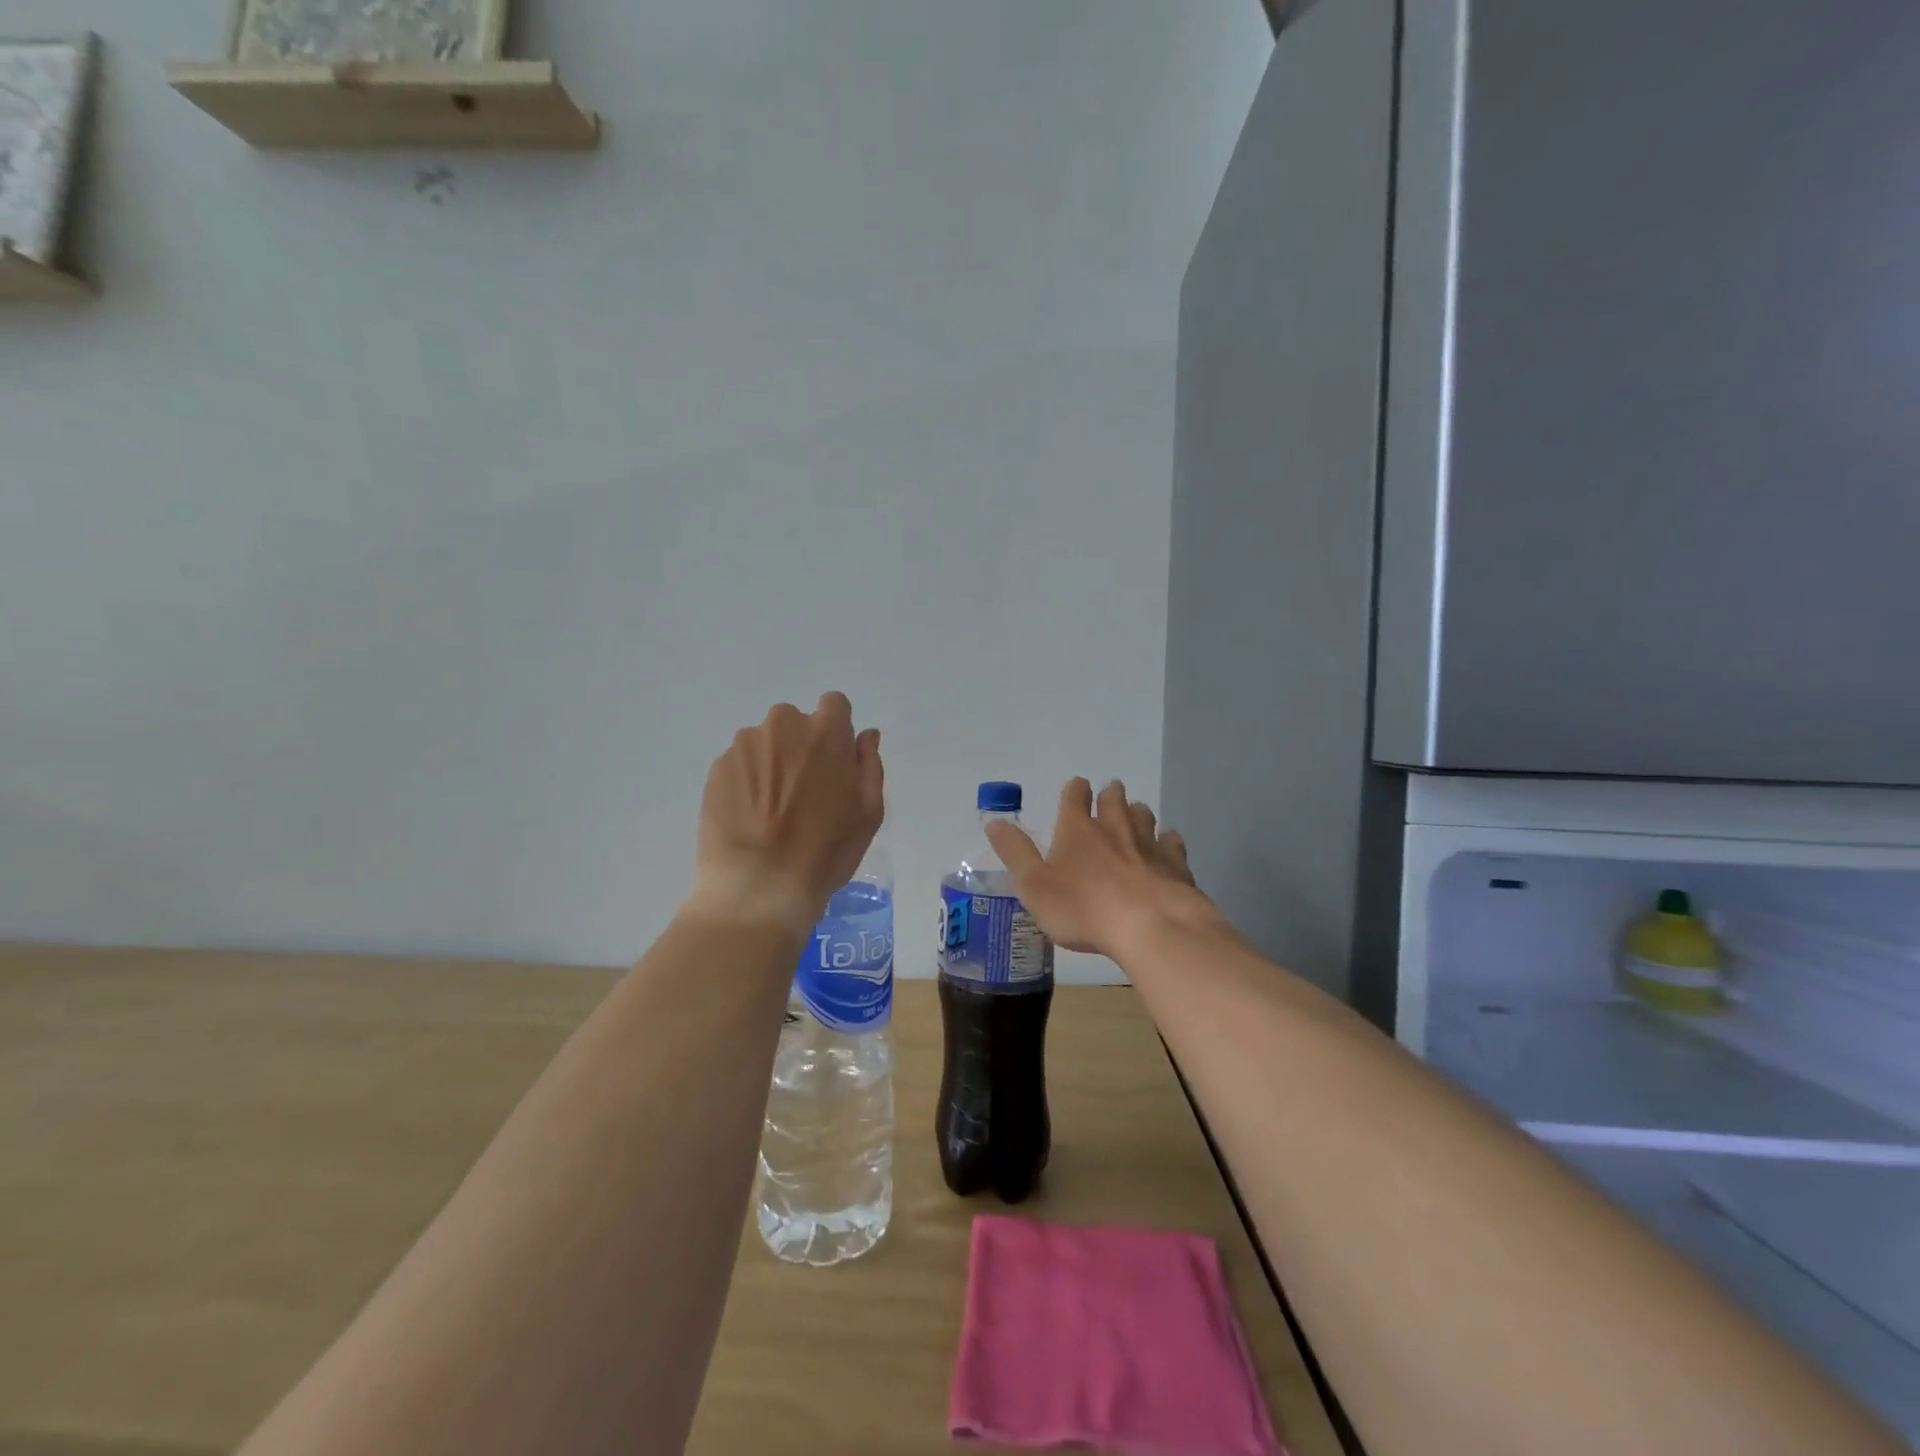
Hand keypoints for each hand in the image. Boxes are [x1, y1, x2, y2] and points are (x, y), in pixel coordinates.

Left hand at [684, 693, 884, 935]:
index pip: (834, 705)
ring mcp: (744, 746)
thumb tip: (865, 735)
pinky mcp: (716, 769)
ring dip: (772, 762)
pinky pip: (739, 764)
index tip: (834, 762)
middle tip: (804, 790)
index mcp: (825, 732)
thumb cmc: (825, 851)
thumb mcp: (868, 812)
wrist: (758, 887)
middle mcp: (782, 726)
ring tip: (772, 809)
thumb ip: (869, 764)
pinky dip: (746, 781)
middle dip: (801, 745)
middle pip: (796, 722)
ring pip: (764, 742)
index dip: (836, 731)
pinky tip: (749, 817)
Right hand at [985, 778, 1211, 958]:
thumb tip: (994, 822)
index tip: (1076, 789)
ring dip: (1137, 813)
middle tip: (1108, 796)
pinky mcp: (1175, 864)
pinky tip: (1167, 847)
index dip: (1074, 790)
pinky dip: (1167, 841)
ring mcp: (1148, 843)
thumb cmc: (1083, 908)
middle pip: (1113, 798)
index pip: (1074, 796)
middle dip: (1109, 795)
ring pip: (1143, 815)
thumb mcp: (1034, 885)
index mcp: (1077, 829)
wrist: (1150, 926)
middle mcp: (1113, 827)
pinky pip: (1172, 843)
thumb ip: (1015, 853)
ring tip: (1134, 818)